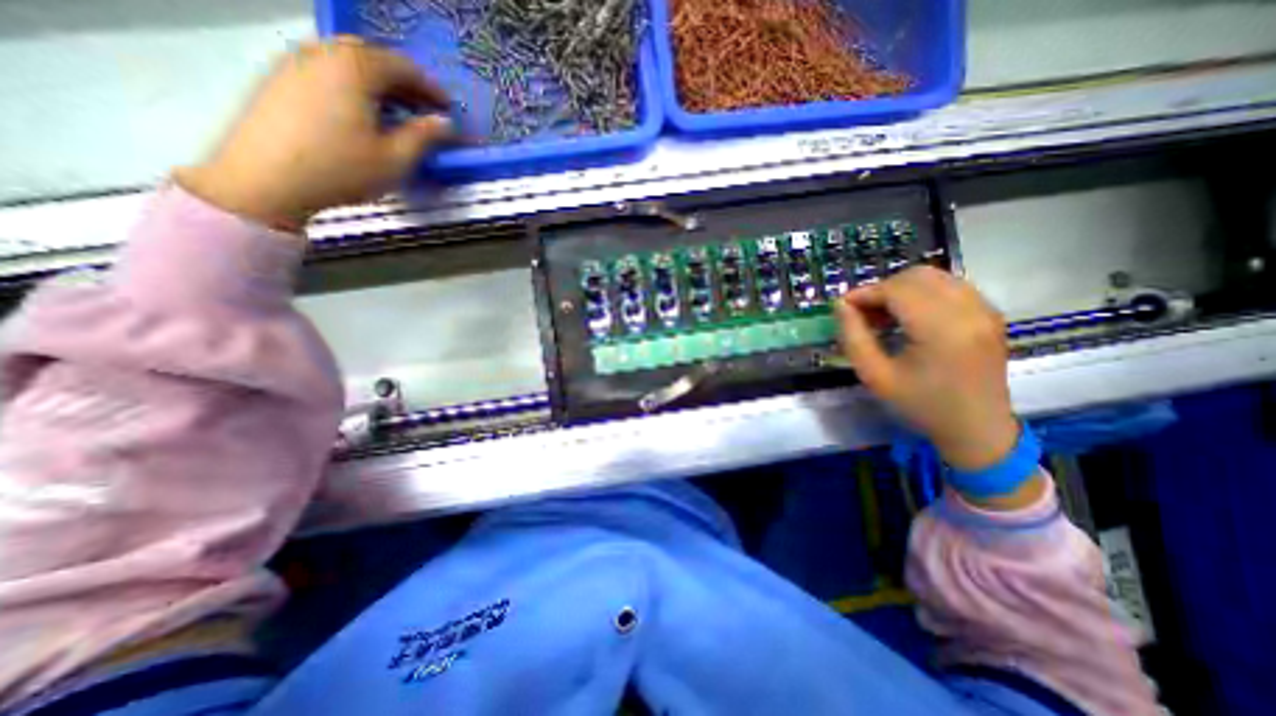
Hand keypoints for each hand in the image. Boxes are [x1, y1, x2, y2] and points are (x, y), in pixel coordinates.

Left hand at [174, 36, 451, 232]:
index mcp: (355, 69)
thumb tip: (445, 124)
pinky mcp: (279, 79)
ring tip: (395, 111)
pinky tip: (361, 113)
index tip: (448, 109)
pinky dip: (352, 84)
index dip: (431, 88)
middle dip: (403, 80)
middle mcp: (322, 54)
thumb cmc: (341, 169)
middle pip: (371, 55)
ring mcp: (295, 62)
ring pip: (346, 60)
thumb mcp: (395, 159)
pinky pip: (325, 70)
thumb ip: (424, 137)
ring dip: (377, 81)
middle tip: (422, 107)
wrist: (266, 179)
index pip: (402, 66)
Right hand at [838, 266, 1017, 472]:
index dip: (865, 293)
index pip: (897, 289)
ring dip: (902, 289)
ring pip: (935, 277)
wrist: (977, 428)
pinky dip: (923, 293)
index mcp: (941, 329)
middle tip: (864, 313)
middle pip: (916, 276)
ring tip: (885, 315)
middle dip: (883, 288)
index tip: (843, 307)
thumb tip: (841, 305)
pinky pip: (951, 286)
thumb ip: (853, 337)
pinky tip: (910, 317)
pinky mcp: (990, 313)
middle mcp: (969, 310)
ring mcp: (985, 309)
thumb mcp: (875, 376)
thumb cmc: (921, 404)